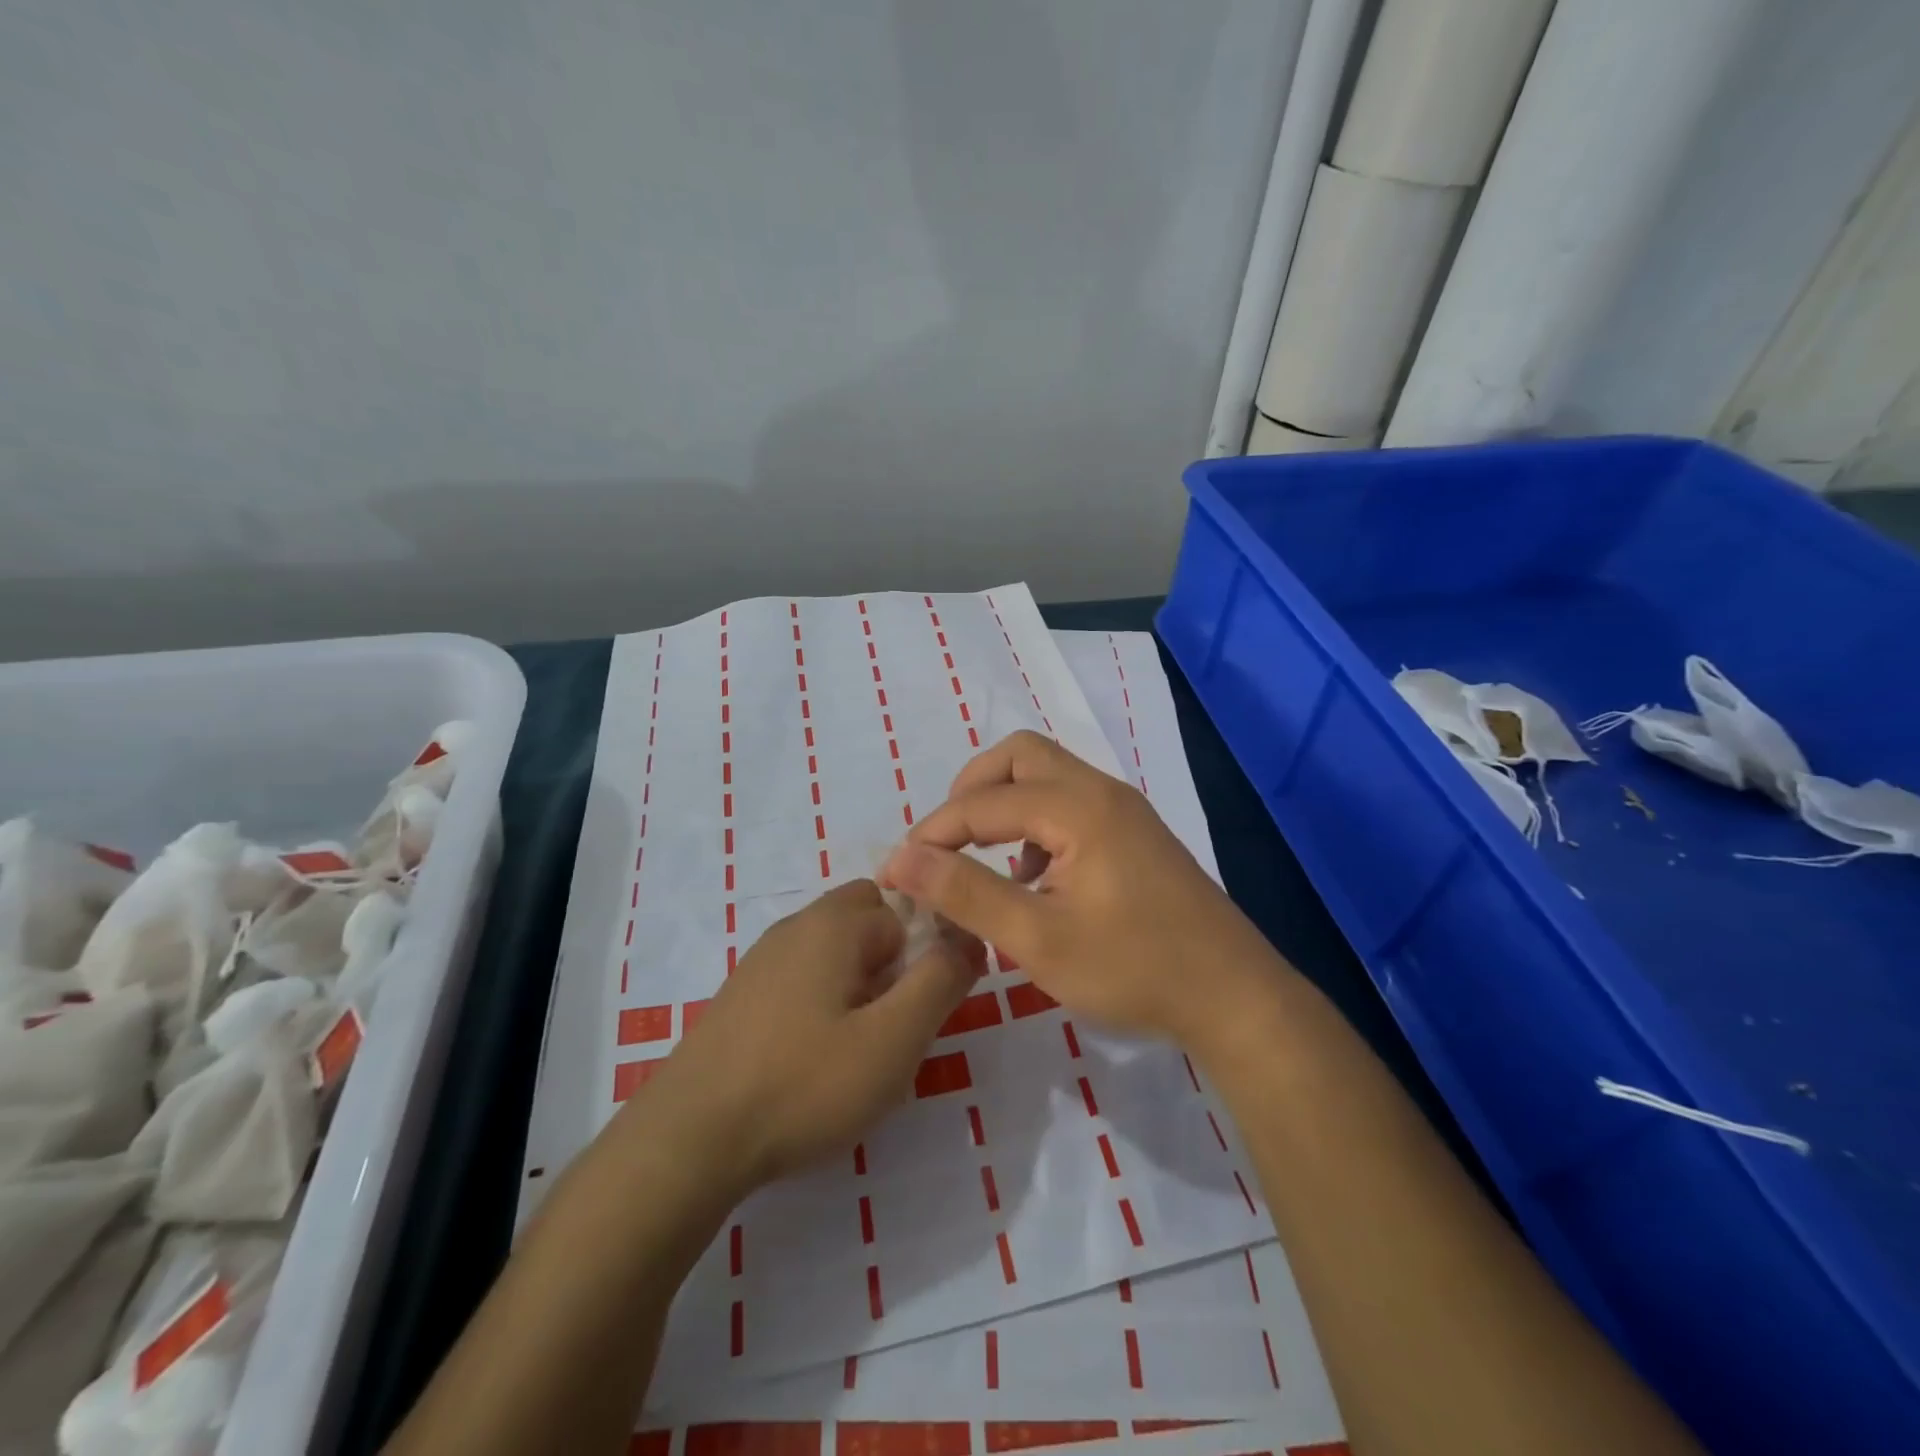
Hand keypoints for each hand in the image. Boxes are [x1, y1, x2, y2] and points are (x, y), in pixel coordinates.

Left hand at [635, 880, 982, 1192]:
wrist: (688, 1139)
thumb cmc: (803, 1084)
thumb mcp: (893, 1040)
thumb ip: (940, 982)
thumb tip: (969, 939)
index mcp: (834, 923)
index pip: (904, 906)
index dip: (926, 951)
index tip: (925, 1006)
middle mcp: (796, 927)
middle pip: (866, 919)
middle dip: (893, 960)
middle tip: (896, 1022)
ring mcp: (762, 960)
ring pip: (834, 951)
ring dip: (859, 984)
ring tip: (859, 1048)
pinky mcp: (742, 996)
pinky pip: (802, 978)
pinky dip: (824, 1002)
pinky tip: (814, 1058)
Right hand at [881, 731, 1287, 1051]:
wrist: (1233, 996)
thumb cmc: (1134, 968)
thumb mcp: (1038, 939)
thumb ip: (967, 893)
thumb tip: (902, 859)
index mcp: (1077, 807)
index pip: (983, 801)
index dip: (933, 832)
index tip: (899, 870)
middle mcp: (1100, 791)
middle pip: (1019, 756)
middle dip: (970, 791)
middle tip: (944, 841)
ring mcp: (1123, 809)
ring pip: (1047, 774)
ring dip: (1004, 802)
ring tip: (982, 859)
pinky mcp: (1134, 833)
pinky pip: (1070, 801)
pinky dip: (1035, 820)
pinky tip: (1033, 877)